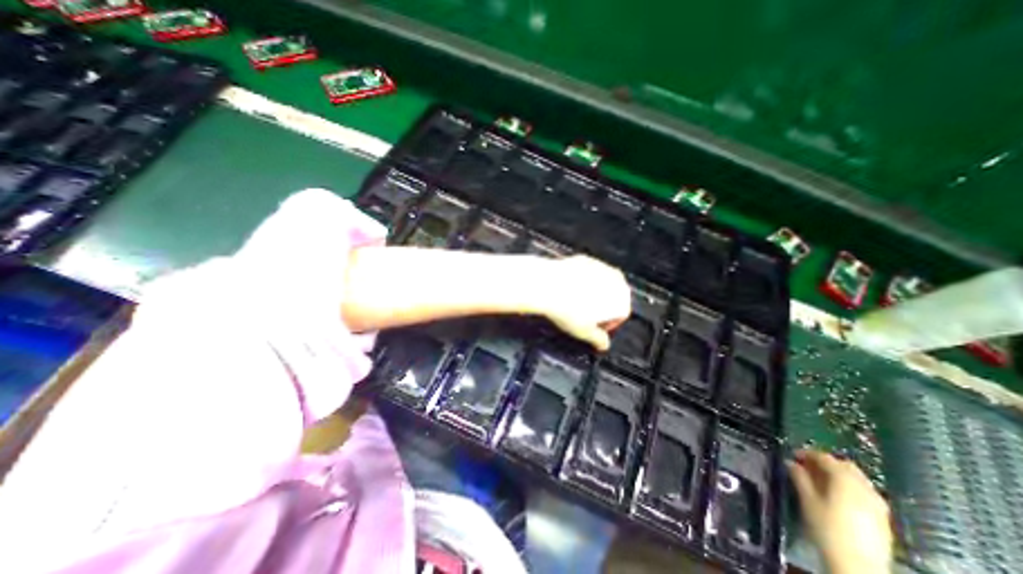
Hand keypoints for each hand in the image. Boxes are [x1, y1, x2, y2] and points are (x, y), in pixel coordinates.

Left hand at [543, 258, 631, 352]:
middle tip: (585, 317)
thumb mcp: (585, 332)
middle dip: (601, 308)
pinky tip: (568, 290)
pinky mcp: (584, 258)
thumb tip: (603, 344)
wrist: (546, 286)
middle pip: (612, 297)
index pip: (621, 315)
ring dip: (591, 294)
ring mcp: (600, 266)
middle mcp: (615, 279)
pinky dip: (581, 282)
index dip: (608, 324)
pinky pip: (587, 274)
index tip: (596, 328)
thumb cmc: (567, 308)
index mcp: (621, 298)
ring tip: (574, 304)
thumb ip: (599, 340)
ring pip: (600, 284)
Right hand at [786, 451, 892, 573]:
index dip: (807, 453)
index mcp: (845, 480)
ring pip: (856, 479)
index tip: (793, 455)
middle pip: (844, 465)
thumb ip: (799, 477)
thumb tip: (790, 463)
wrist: (859, 567)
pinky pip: (863, 492)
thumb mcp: (807, 500)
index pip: (824, 457)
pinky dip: (848, 487)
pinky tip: (836, 496)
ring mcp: (877, 504)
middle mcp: (865, 488)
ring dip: (838, 475)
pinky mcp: (882, 518)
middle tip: (807, 466)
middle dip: (825, 462)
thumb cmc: (827, 529)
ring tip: (819, 480)